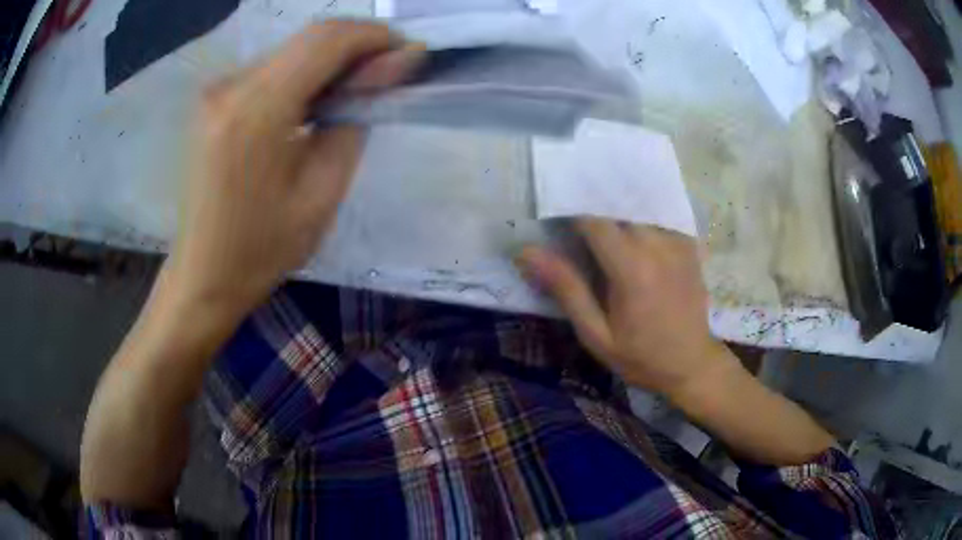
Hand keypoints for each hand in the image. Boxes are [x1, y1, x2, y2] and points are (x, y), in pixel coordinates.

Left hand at [166, 21, 423, 323]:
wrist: (203, 275)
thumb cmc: (262, 249)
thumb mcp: (323, 192)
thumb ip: (357, 118)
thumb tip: (393, 68)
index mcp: (256, 111)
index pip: (327, 40)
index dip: (375, 36)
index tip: (407, 53)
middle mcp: (230, 86)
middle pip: (309, 37)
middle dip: (357, 44)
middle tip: (387, 75)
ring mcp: (216, 91)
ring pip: (291, 49)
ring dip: (331, 59)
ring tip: (356, 92)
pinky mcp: (213, 101)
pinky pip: (270, 68)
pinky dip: (303, 73)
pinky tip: (316, 101)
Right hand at [518, 219, 737, 395]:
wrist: (691, 364)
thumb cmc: (640, 356)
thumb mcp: (596, 333)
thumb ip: (566, 289)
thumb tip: (528, 253)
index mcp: (631, 268)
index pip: (593, 220)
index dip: (570, 212)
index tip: (555, 219)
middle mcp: (657, 245)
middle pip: (618, 206)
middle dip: (594, 207)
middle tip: (577, 222)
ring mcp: (677, 241)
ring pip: (639, 206)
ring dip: (618, 208)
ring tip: (603, 223)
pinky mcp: (689, 244)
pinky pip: (660, 215)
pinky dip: (642, 215)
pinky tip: (633, 230)